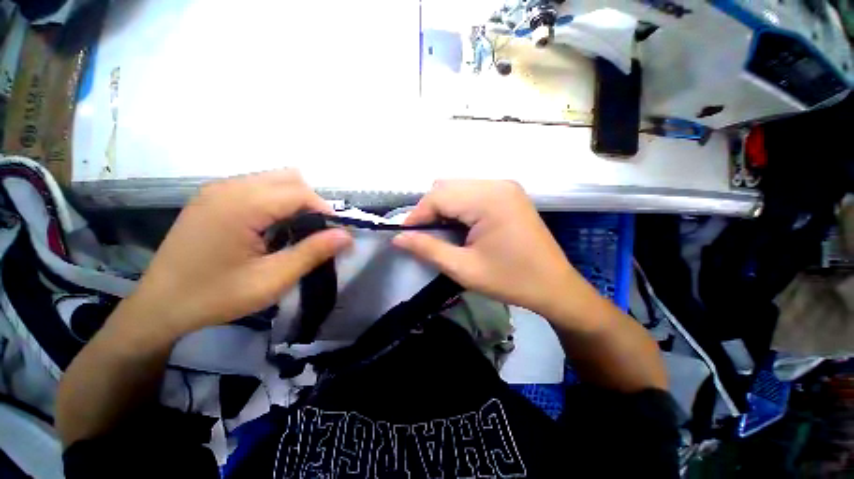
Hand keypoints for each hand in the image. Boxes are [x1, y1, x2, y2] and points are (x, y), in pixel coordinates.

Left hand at [110, 170, 351, 344]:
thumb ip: (312, 253)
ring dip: (294, 201)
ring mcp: (217, 190)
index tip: (334, 235)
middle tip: (314, 233)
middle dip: (311, 202)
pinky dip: (276, 202)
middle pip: (289, 178)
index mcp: (241, 205)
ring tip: (294, 231)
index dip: (324, 210)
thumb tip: (347, 235)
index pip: (300, 192)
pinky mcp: (212, 198)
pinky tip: (270, 228)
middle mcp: (228, 188)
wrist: (159, 307)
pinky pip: (257, 187)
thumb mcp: (271, 280)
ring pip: (274, 180)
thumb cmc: (216, 297)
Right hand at [393, 180, 600, 327]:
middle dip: (429, 210)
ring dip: (443, 207)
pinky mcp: (509, 195)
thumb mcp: (463, 268)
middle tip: (425, 236)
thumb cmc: (510, 280)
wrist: (554, 286)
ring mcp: (505, 187)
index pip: (438, 196)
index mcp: (488, 199)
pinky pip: (473, 193)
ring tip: (441, 232)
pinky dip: (459, 207)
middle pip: (447, 187)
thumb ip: (427, 249)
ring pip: (458, 188)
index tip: (405, 234)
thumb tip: (398, 237)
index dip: (417, 214)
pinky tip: (461, 226)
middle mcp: (497, 184)